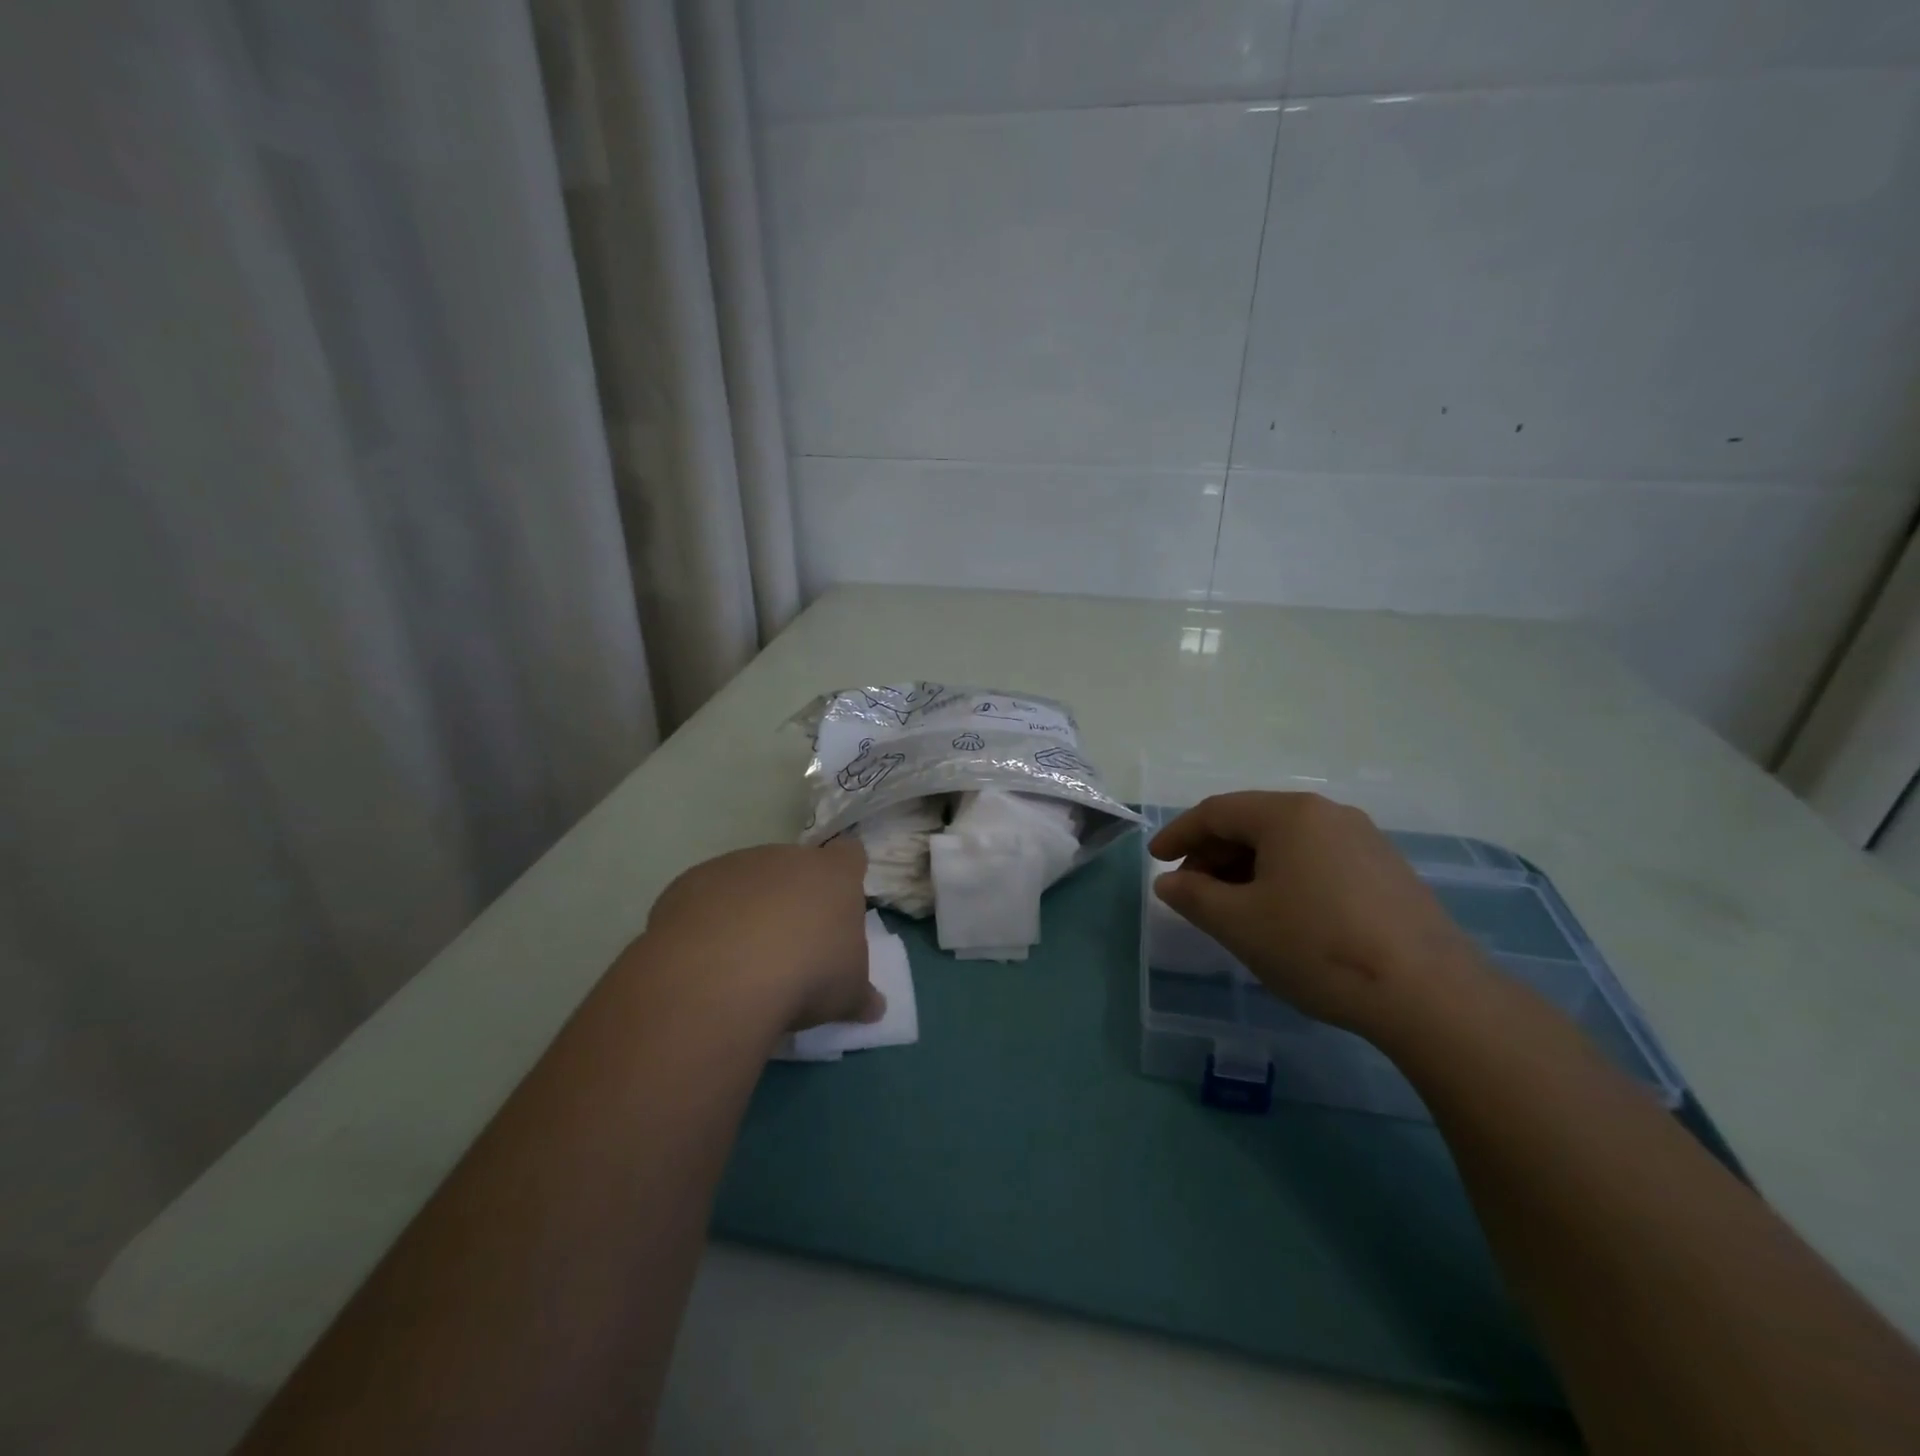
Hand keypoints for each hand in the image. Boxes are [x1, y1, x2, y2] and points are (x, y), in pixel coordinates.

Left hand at [644, 842, 883, 1029]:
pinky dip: (708, 920)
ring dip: (748, 908)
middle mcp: (786, 858)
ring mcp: (735, 865)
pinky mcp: (689, 882)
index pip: (850, 854)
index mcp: (833, 875)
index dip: (846, 874)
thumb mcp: (847, 995)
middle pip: (795, 867)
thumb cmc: (807, 976)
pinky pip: (705, 898)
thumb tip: (875, 1008)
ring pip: (747, 880)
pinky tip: (704, 959)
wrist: (722, 978)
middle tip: (791, 943)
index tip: (839, 902)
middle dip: (793, 897)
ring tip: (741, 958)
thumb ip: (861, 994)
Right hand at [1149, 792, 1484, 1040]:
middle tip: (1191, 891)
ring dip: (1247, 868)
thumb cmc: (1317, 946)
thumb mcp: (1239, 923)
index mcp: (1288, 815)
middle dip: (1213, 854)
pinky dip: (1284, 877)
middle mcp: (1327, 814)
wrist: (1430, 995)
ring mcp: (1363, 840)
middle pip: (1253, 823)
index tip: (1156, 861)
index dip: (1179, 834)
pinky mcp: (1387, 871)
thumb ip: (1193, 896)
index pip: (1216, 812)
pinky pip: (1317, 860)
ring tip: (1232, 907)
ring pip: (1287, 843)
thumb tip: (1169, 883)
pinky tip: (1282, 914)